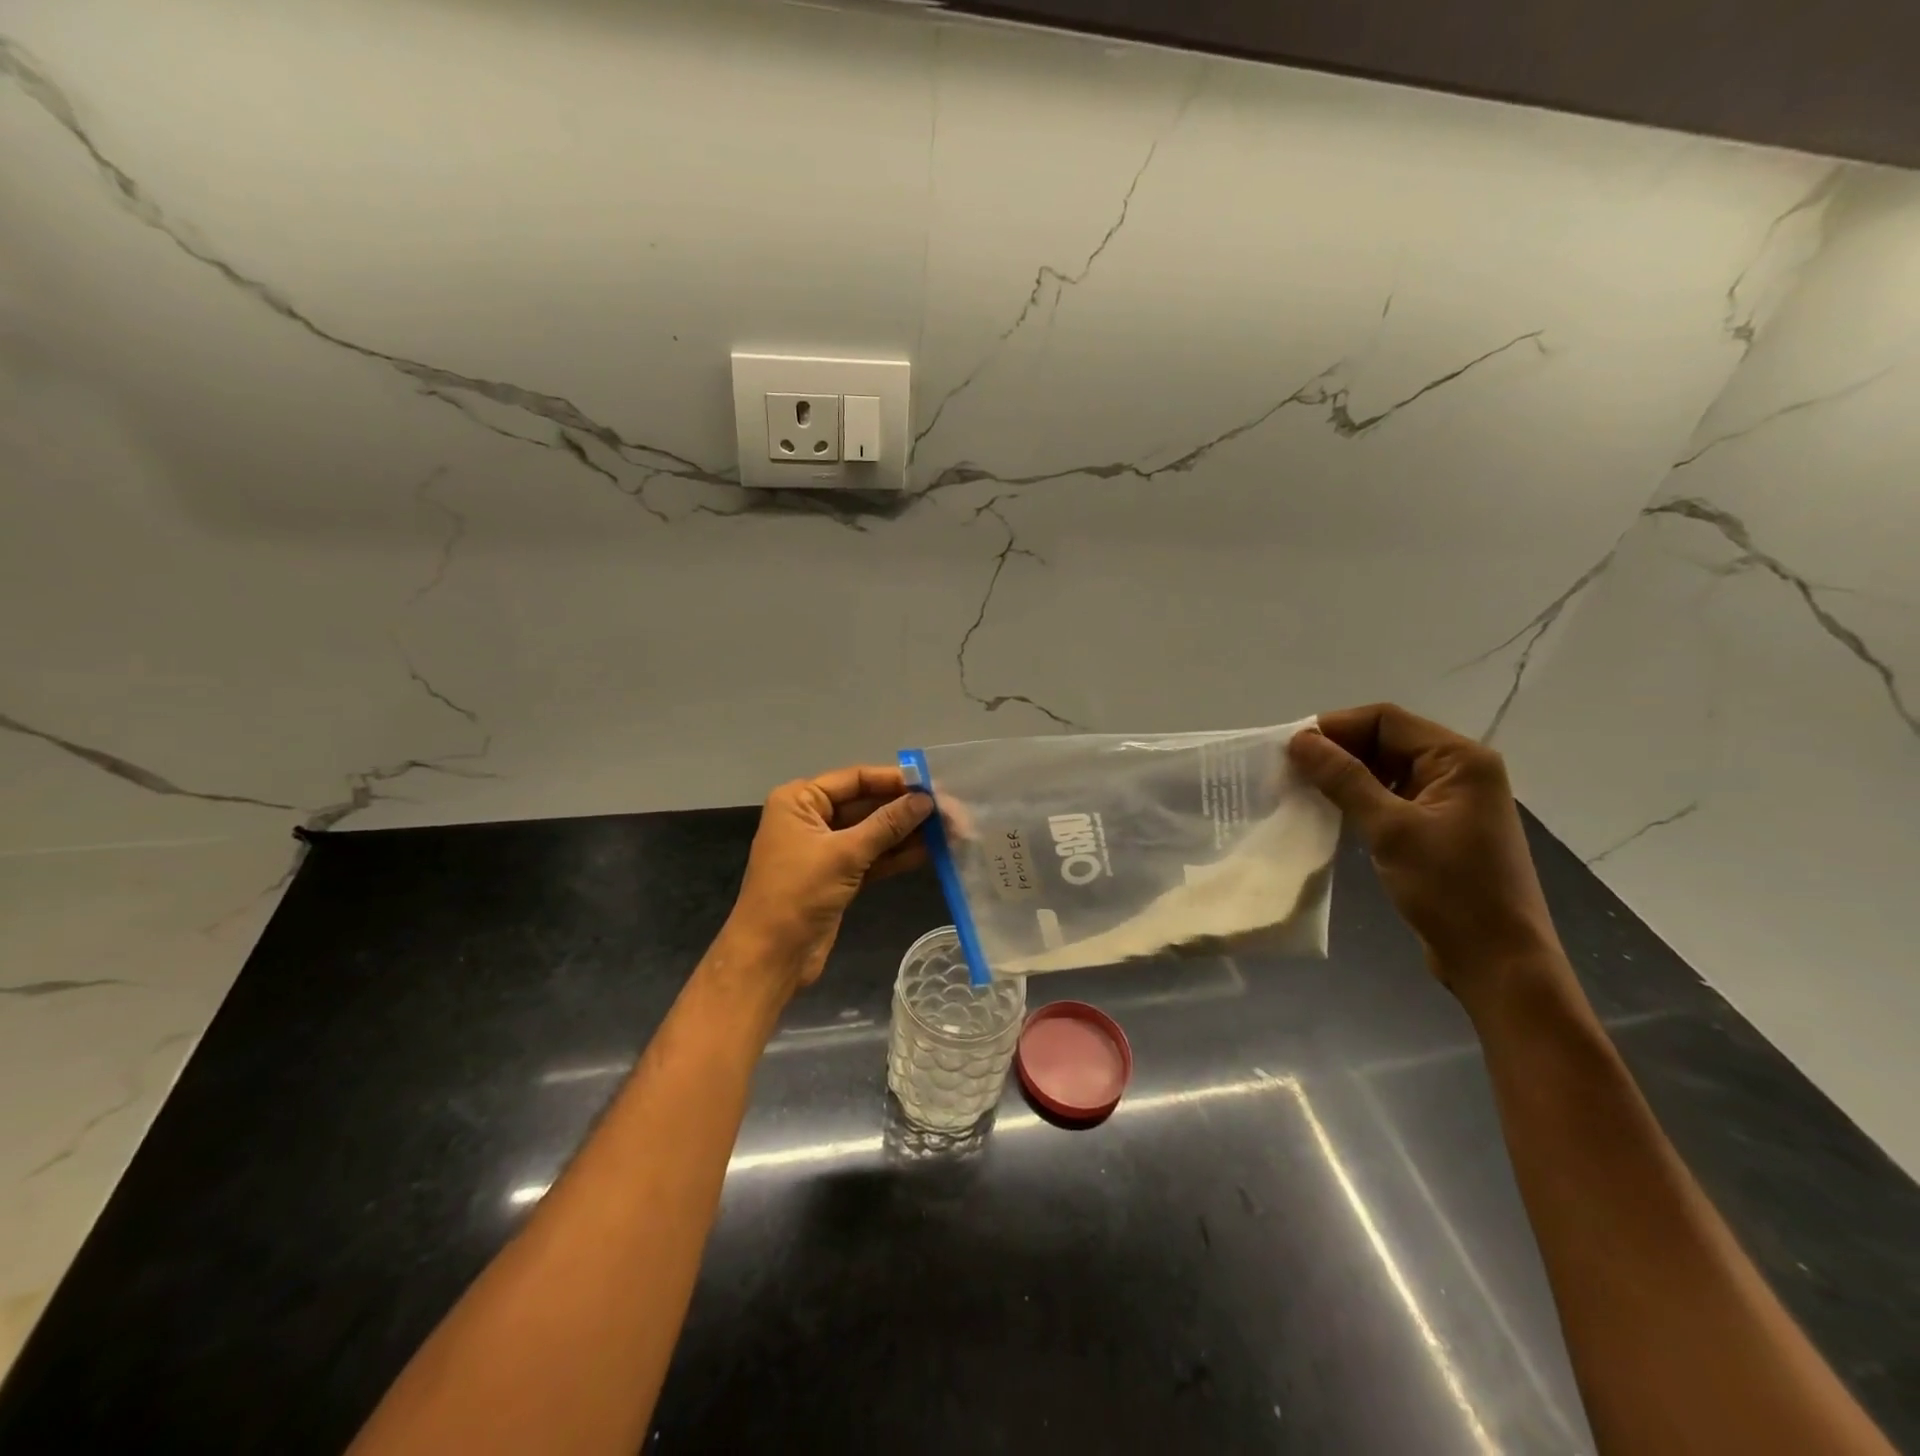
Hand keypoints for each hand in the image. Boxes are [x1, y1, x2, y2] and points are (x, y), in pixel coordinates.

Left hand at [724, 765, 931, 996]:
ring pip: (872, 832)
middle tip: (949, 811)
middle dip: (906, 809)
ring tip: (949, 830)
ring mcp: (825, 849)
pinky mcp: (837, 876)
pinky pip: (872, 857)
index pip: (855, 779)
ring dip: (907, 833)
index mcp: (800, 801)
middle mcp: (811, 818)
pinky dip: (897, 855)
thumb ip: (887, 825)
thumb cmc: (798, 893)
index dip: (894, 781)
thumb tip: (926, 800)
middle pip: (866, 804)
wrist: (771, 957)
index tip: (933, 785)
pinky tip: (931, 852)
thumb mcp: (844, 854)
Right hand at [1286, 704, 1561, 999]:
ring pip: (1385, 769)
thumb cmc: (1450, 890)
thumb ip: (1344, 779)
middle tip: (1288, 770)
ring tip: (1299, 788)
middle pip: (1385, 740)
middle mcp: (1458, 770)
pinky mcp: (1438, 828)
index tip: (1290, 749)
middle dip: (1336, 751)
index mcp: (1459, 759)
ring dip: (1343, 775)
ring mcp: (1449, 800)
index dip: (1335, 727)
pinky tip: (1327, 811)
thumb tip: (1299, 740)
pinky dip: (1358, 798)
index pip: (1386, 720)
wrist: (1497, 961)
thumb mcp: (1391, 830)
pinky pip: (1390, 797)